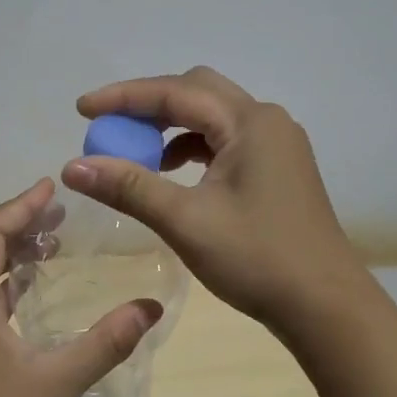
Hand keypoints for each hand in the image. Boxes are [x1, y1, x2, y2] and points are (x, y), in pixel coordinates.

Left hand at [0, 178, 162, 396]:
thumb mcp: (57, 382)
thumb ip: (105, 342)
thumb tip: (150, 307)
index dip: (22, 205)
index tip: (52, 186)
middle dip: (21, 227)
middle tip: (62, 215)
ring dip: (11, 258)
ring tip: (52, 246)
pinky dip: (1, 287)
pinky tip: (27, 293)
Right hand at [62, 67, 371, 330]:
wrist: (324, 305)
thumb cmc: (257, 259)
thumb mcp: (186, 221)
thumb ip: (129, 187)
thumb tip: (72, 167)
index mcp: (250, 123)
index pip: (176, 92)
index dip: (123, 97)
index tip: (81, 110)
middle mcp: (266, 122)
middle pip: (197, 92)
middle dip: (148, 105)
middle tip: (108, 126)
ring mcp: (277, 145)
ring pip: (212, 117)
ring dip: (170, 128)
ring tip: (134, 154)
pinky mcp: (277, 169)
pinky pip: (225, 142)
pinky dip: (191, 149)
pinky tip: (172, 175)